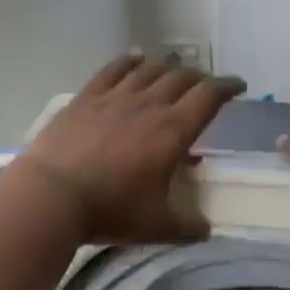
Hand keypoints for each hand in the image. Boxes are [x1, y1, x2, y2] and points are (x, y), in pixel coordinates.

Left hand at [18, 54, 245, 245]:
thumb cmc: (111, 209)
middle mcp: (150, 104)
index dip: (228, 86)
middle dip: (200, 78)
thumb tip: (206, 229)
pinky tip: (135, 59)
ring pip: (151, 68)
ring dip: (168, 67)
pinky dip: (130, 61)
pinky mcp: (88, 96)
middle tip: (205, 86)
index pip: (210, 96)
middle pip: (182, 77)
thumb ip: (187, 226)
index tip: (238, 85)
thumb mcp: (157, 226)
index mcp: (174, 130)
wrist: (51, 195)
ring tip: (173, 71)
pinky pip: (114, 69)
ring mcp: (116, 96)